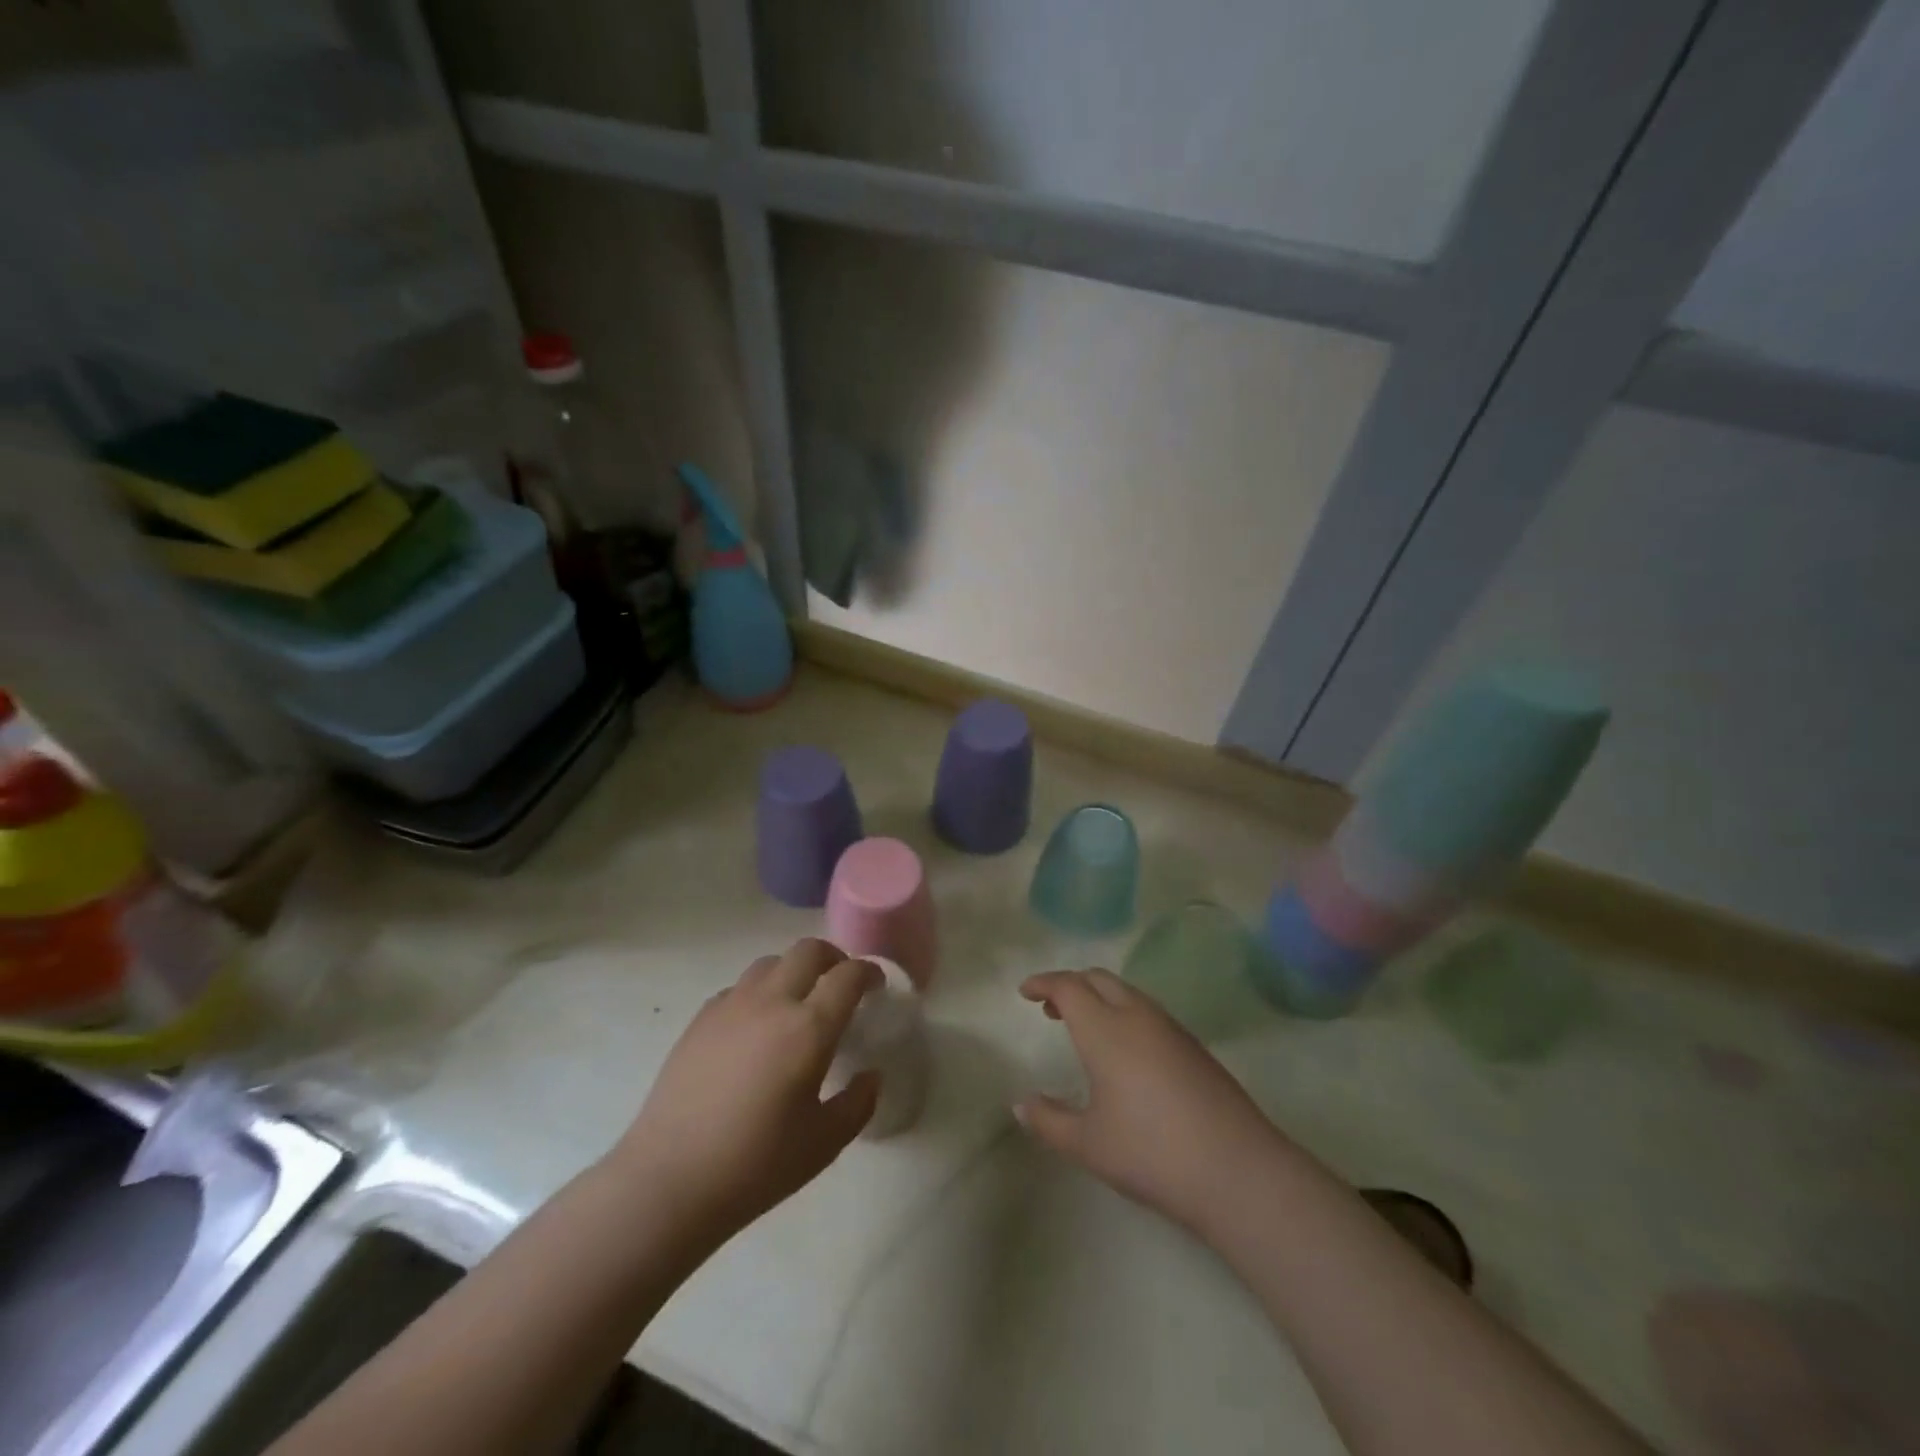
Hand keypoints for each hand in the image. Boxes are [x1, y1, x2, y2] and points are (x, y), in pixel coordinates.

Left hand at [609, 939, 881, 1243]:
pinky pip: (739, 987)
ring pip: (771, 962)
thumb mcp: (824, 1144)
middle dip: (833, 958)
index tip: (876, 985)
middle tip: (840, 984)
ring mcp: (731, 1006)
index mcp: (808, 1028)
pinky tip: (756, 1027)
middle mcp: (772, 1002)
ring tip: (798, 1002)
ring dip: (794, 971)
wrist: (669, 1181)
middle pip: (808, 951)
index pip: (848, 976)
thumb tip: (870, 1076)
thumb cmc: (755, 1165)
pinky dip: (759, 993)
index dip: (868, 973)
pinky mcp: (700, 1019)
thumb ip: (857, 1103)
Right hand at [1016, 969, 1289, 1233]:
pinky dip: (1123, 1012)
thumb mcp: (1088, 1144)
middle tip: (1050, 1007)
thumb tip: (1021, 1104)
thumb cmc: (1151, 1153)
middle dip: (1071, 984)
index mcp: (1105, 1030)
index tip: (1024, 992)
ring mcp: (1171, 1028)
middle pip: (1098, 979)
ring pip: (1127, 992)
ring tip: (1084, 1028)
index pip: (1068, 987)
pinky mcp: (1194, 1046)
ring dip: (1099, 997)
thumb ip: (1049, 1121)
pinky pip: (1148, 1011)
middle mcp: (1137, 1016)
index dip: (1043, 983)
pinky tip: (1124, 1051)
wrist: (1237, 1170)